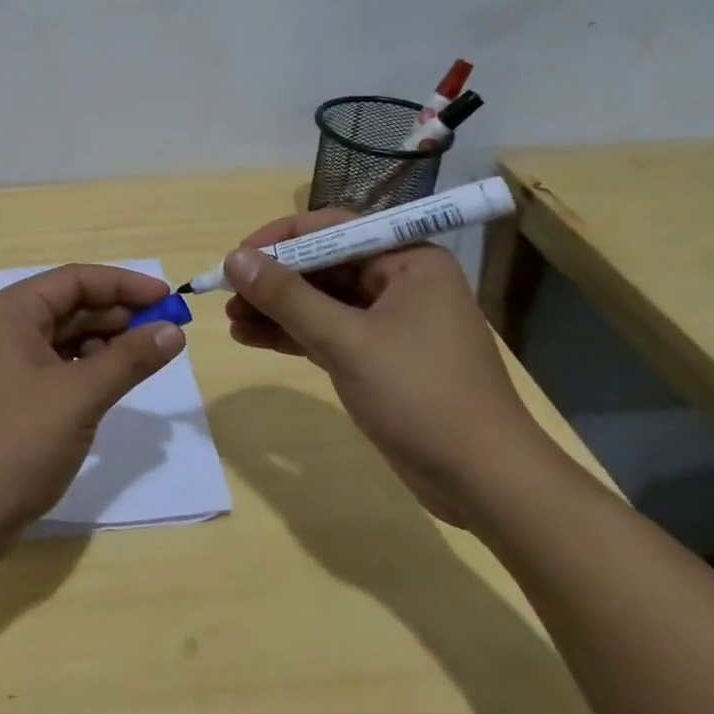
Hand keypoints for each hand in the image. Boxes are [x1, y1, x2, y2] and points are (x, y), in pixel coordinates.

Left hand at [0, 264, 185, 561]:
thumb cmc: (16, 442)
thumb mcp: (80, 396)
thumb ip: (129, 359)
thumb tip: (173, 331)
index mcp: (11, 312)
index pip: (75, 279)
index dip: (124, 284)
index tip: (168, 298)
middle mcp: (4, 328)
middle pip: (70, 306)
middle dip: (118, 315)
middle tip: (166, 331)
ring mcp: (3, 365)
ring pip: (64, 338)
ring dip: (105, 343)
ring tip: (145, 357)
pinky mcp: (8, 398)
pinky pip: (55, 368)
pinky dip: (86, 370)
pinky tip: (111, 384)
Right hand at [223, 210, 556, 525]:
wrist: (487, 484)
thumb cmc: (423, 397)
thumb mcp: (347, 341)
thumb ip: (288, 297)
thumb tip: (233, 259)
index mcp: (408, 260)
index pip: (332, 229)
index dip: (280, 239)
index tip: (237, 258)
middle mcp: (400, 281)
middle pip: (322, 265)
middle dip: (274, 280)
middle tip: (227, 295)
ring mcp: (390, 320)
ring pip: (321, 300)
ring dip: (277, 309)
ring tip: (231, 319)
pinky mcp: (380, 356)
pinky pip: (327, 331)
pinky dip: (293, 333)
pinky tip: (251, 338)